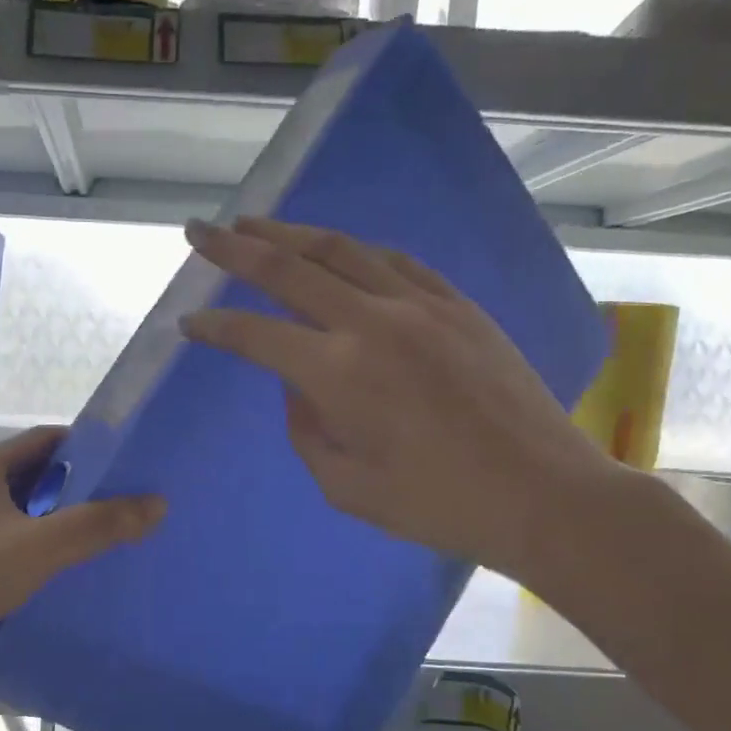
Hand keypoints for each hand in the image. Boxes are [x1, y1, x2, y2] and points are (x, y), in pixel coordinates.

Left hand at [0, 426, 164, 684]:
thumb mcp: (39, 548)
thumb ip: (98, 525)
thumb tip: (157, 503)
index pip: (45, 439)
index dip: (86, 444)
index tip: (125, 461)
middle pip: (35, 473)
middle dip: (78, 482)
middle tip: (123, 498)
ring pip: (23, 507)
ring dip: (58, 515)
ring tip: (102, 531)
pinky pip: (10, 535)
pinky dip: (38, 540)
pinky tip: (62, 564)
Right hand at [180, 217, 628, 590]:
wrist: (542, 494)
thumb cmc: (436, 505)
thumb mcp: (345, 486)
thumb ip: (306, 429)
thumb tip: (299, 385)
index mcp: (338, 375)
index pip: (256, 336)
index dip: (216, 327)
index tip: (188, 322)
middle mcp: (372, 323)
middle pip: (289, 270)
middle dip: (234, 250)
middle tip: (198, 231)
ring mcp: (421, 306)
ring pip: (341, 250)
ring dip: (290, 234)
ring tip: (255, 225)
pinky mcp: (458, 305)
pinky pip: (395, 261)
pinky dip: (355, 250)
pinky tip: (337, 248)